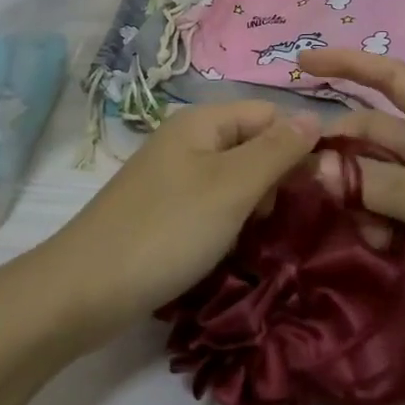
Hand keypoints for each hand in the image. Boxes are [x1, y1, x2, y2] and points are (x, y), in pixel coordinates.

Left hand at [28, 102, 321, 347]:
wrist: (83, 290)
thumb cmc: (167, 230)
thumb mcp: (232, 187)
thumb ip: (277, 151)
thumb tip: (316, 116)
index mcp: (203, 121)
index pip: (271, 114)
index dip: (299, 144)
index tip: (320, 187)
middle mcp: (188, 139)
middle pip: (253, 142)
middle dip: (277, 177)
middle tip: (282, 218)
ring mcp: (173, 174)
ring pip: (235, 176)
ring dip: (255, 202)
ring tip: (255, 235)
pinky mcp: (164, 208)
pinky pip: (213, 201)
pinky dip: (230, 219)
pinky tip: (230, 245)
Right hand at [299, 50, 404, 348]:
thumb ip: (385, 186)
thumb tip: (318, 167)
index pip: (391, 79)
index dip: (348, 63)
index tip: (303, 61)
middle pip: (372, 135)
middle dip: (340, 152)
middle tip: (302, 178)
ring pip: (374, 179)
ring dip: (358, 199)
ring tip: (366, 233)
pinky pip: (386, 213)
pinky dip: (374, 226)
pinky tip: (382, 250)